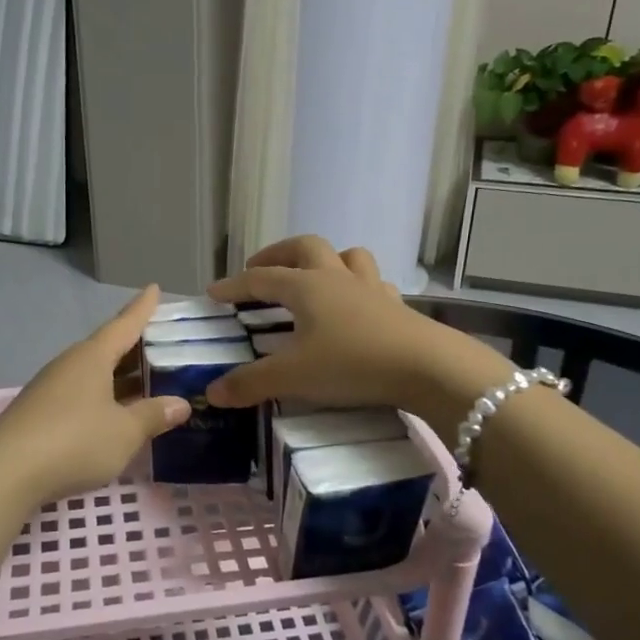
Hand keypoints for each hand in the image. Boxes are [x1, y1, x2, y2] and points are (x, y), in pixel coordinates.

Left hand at [0, 285, 188, 503]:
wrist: (5, 472)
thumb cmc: (74, 441)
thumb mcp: (124, 432)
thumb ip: (152, 416)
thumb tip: (180, 403)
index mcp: (92, 357)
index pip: (124, 324)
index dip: (142, 308)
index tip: (154, 288)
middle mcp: (71, 364)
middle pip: (108, 348)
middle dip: (135, 347)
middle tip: (164, 344)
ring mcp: (52, 388)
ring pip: (94, 373)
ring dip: (120, 376)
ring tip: (147, 380)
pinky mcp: (41, 412)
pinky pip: (82, 394)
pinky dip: (104, 397)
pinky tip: (115, 413)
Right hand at [204, 238, 509, 420]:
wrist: (427, 368)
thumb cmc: (352, 364)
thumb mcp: (294, 377)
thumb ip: (251, 383)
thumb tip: (212, 392)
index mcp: (305, 287)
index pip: (260, 279)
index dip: (234, 285)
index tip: (213, 293)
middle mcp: (335, 278)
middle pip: (303, 247)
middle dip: (277, 254)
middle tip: (260, 270)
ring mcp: (370, 288)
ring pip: (345, 256)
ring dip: (324, 260)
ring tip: (312, 277)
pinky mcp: (397, 306)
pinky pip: (373, 283)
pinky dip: (358, 286)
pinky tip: (357, 305)